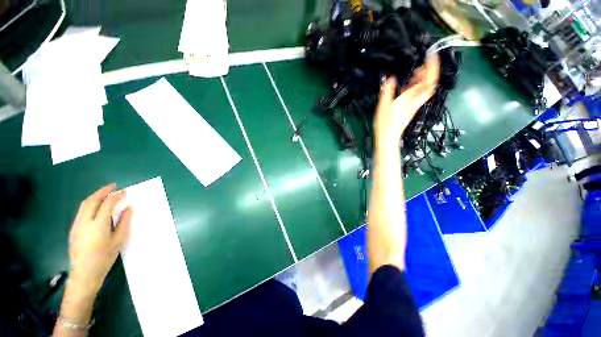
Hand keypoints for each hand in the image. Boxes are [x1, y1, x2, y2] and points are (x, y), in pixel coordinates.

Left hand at [68, 183, 132, 294]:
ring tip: (105, 193)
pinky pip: (81, 211)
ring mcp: (76, 225)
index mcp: (98, 225)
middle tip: (113, 186)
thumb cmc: (104, 258)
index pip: (107, 204)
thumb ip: (124, 223)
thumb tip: (129, 208)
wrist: (84, 273)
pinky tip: (96, 206)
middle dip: (102, 191)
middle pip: (92, 201)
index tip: (124, 191)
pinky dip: (90, 204)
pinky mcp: (73, 229)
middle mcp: (85, 222)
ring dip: (95, 196)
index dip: (116, 196)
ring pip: (84, 205)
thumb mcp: (118, 241)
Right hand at [374, 55, 439, 149]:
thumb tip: (391, 78)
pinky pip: (416, 95)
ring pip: (423, 90)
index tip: (432, 55)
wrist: (388, 138)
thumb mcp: (384, 106)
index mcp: (410, 99)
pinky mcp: (409, 110)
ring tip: (416, 71)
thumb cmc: (385, 124)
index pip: (427, 81)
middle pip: (429, 85)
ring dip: (422, 79)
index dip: (432, 67)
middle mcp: (415, 101)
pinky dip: (415, 87)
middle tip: (423, 63)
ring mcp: (413, 106)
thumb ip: (387, 91)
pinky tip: (407, 86)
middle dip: (429, 72)